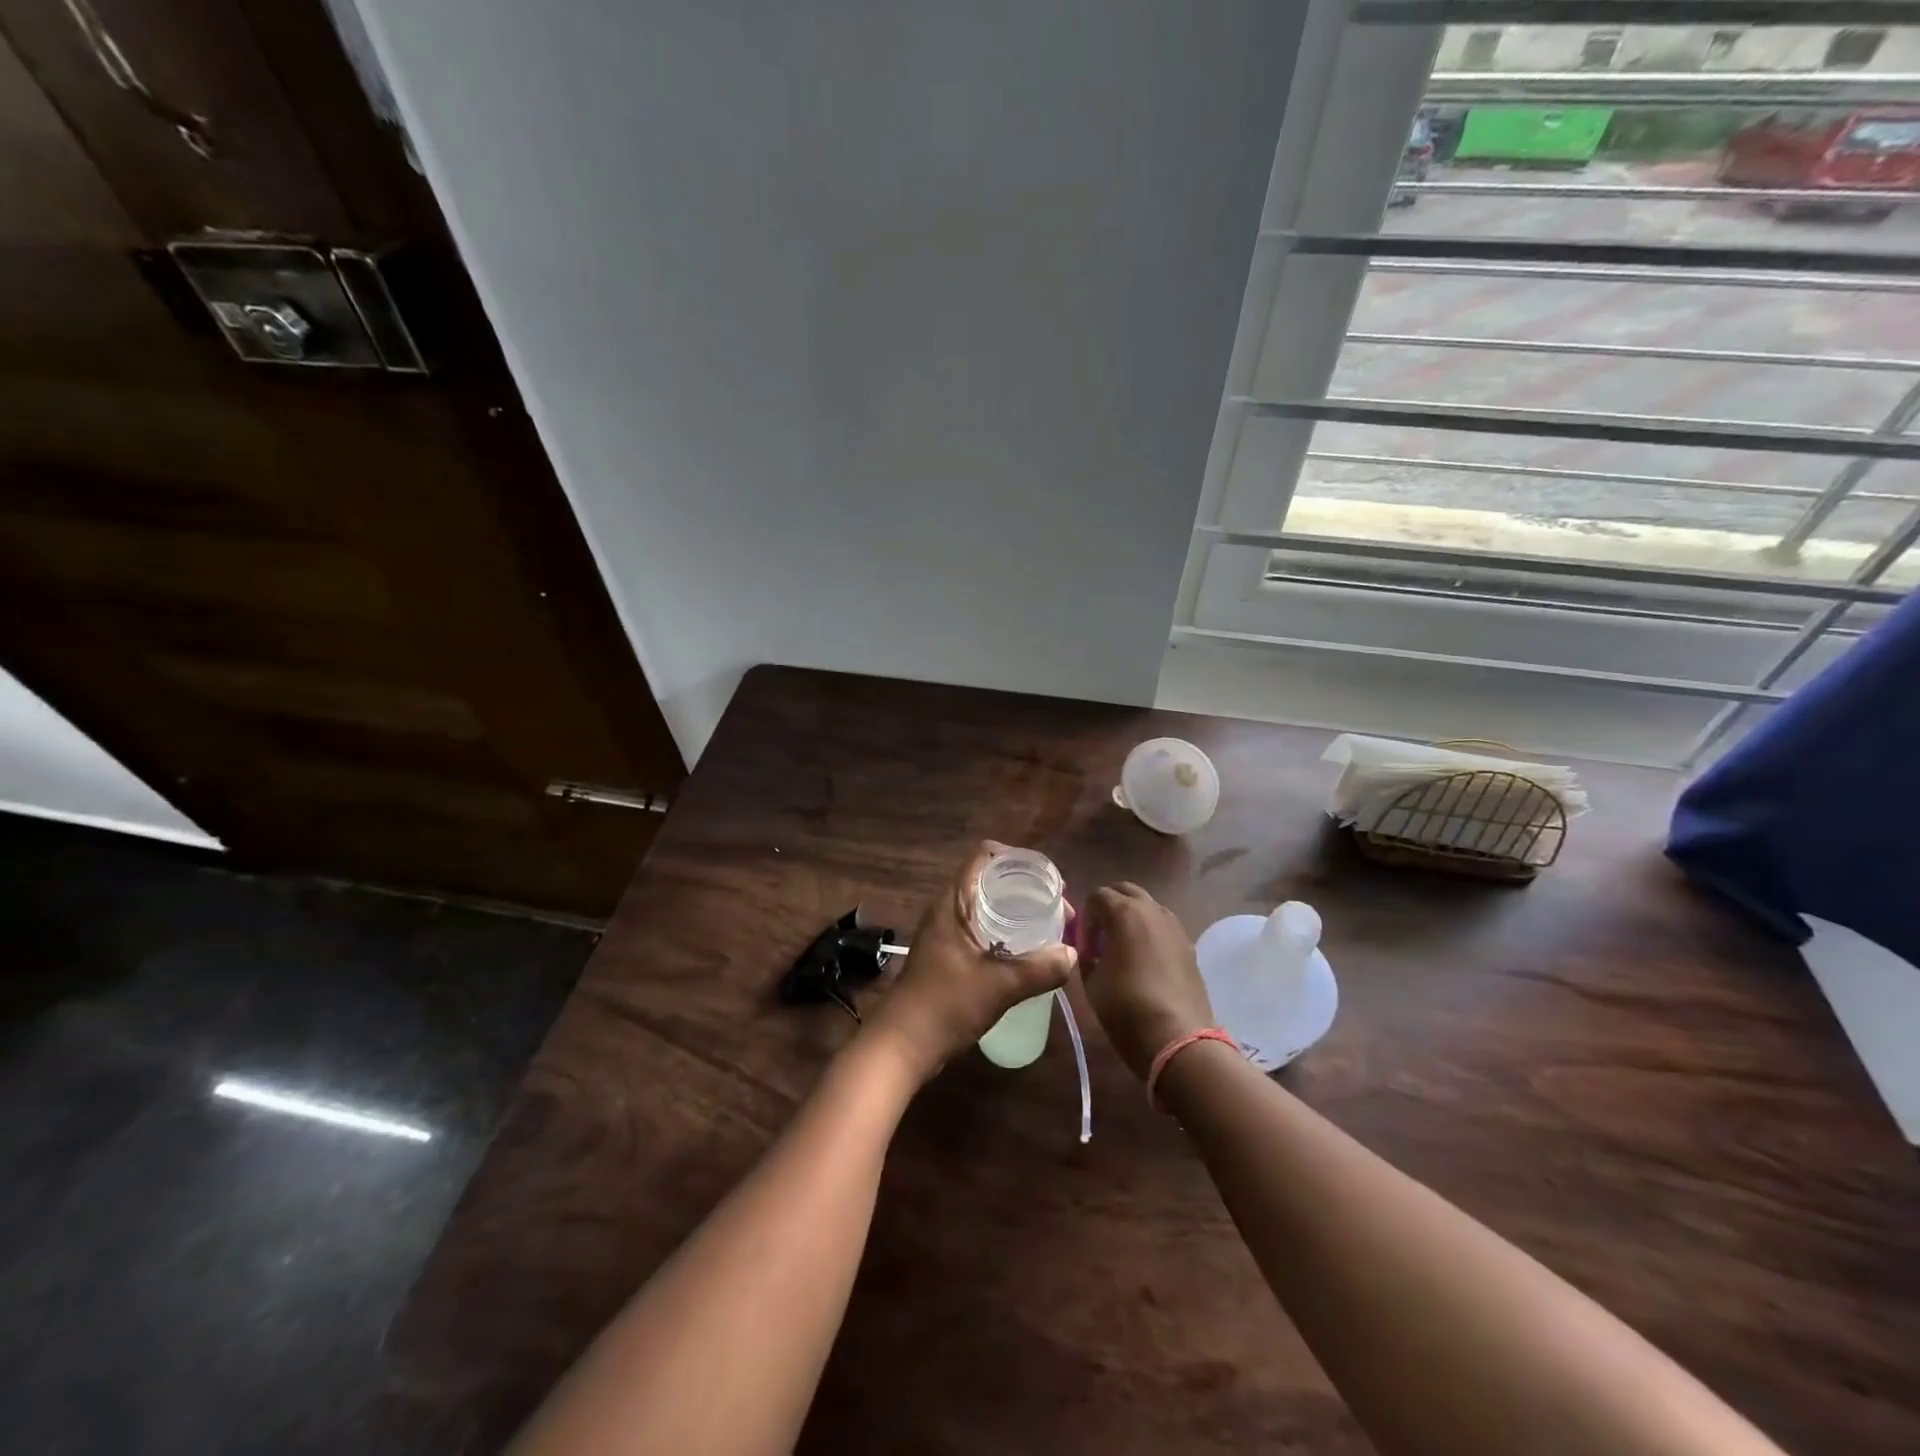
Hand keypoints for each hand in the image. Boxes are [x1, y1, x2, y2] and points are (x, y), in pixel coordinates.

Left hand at [863, 841, 1076, 1085]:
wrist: (903, 1044)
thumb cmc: (946, 1004)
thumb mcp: (999, 986)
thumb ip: (1039, 969)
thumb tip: (1073, 954)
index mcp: (953, 902)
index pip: (984, 856)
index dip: (1017, 858)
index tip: (1047, 880)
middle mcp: (948, 909)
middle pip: (990, 880)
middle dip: (1026, 889)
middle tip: (1057, 909)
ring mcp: (946, 933)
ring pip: (987, 907)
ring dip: (1017, 912)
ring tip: (1050, 928)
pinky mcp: (949, 955)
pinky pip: (983, 929)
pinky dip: (1007, 932)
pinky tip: (1028, 952)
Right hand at [1080, 882, 1212, 1081]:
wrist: (1177, 1038)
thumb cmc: (1126, 1007)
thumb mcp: (1091, 981)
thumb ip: (1086, 955)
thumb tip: (1090, 950)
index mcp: (1125, 912)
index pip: (1097, 895)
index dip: (1085, 918)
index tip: (1084, 945)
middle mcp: (1153, 910)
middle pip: (1126, 891)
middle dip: (1109, 907)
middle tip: (1100, 936)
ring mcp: (1175, 927)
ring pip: (1148, 907)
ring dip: (1132, 918)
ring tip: (1123, 949)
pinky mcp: (1189, 946)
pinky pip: (1164, 927)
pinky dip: (1151, 934)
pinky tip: (1145, 963)